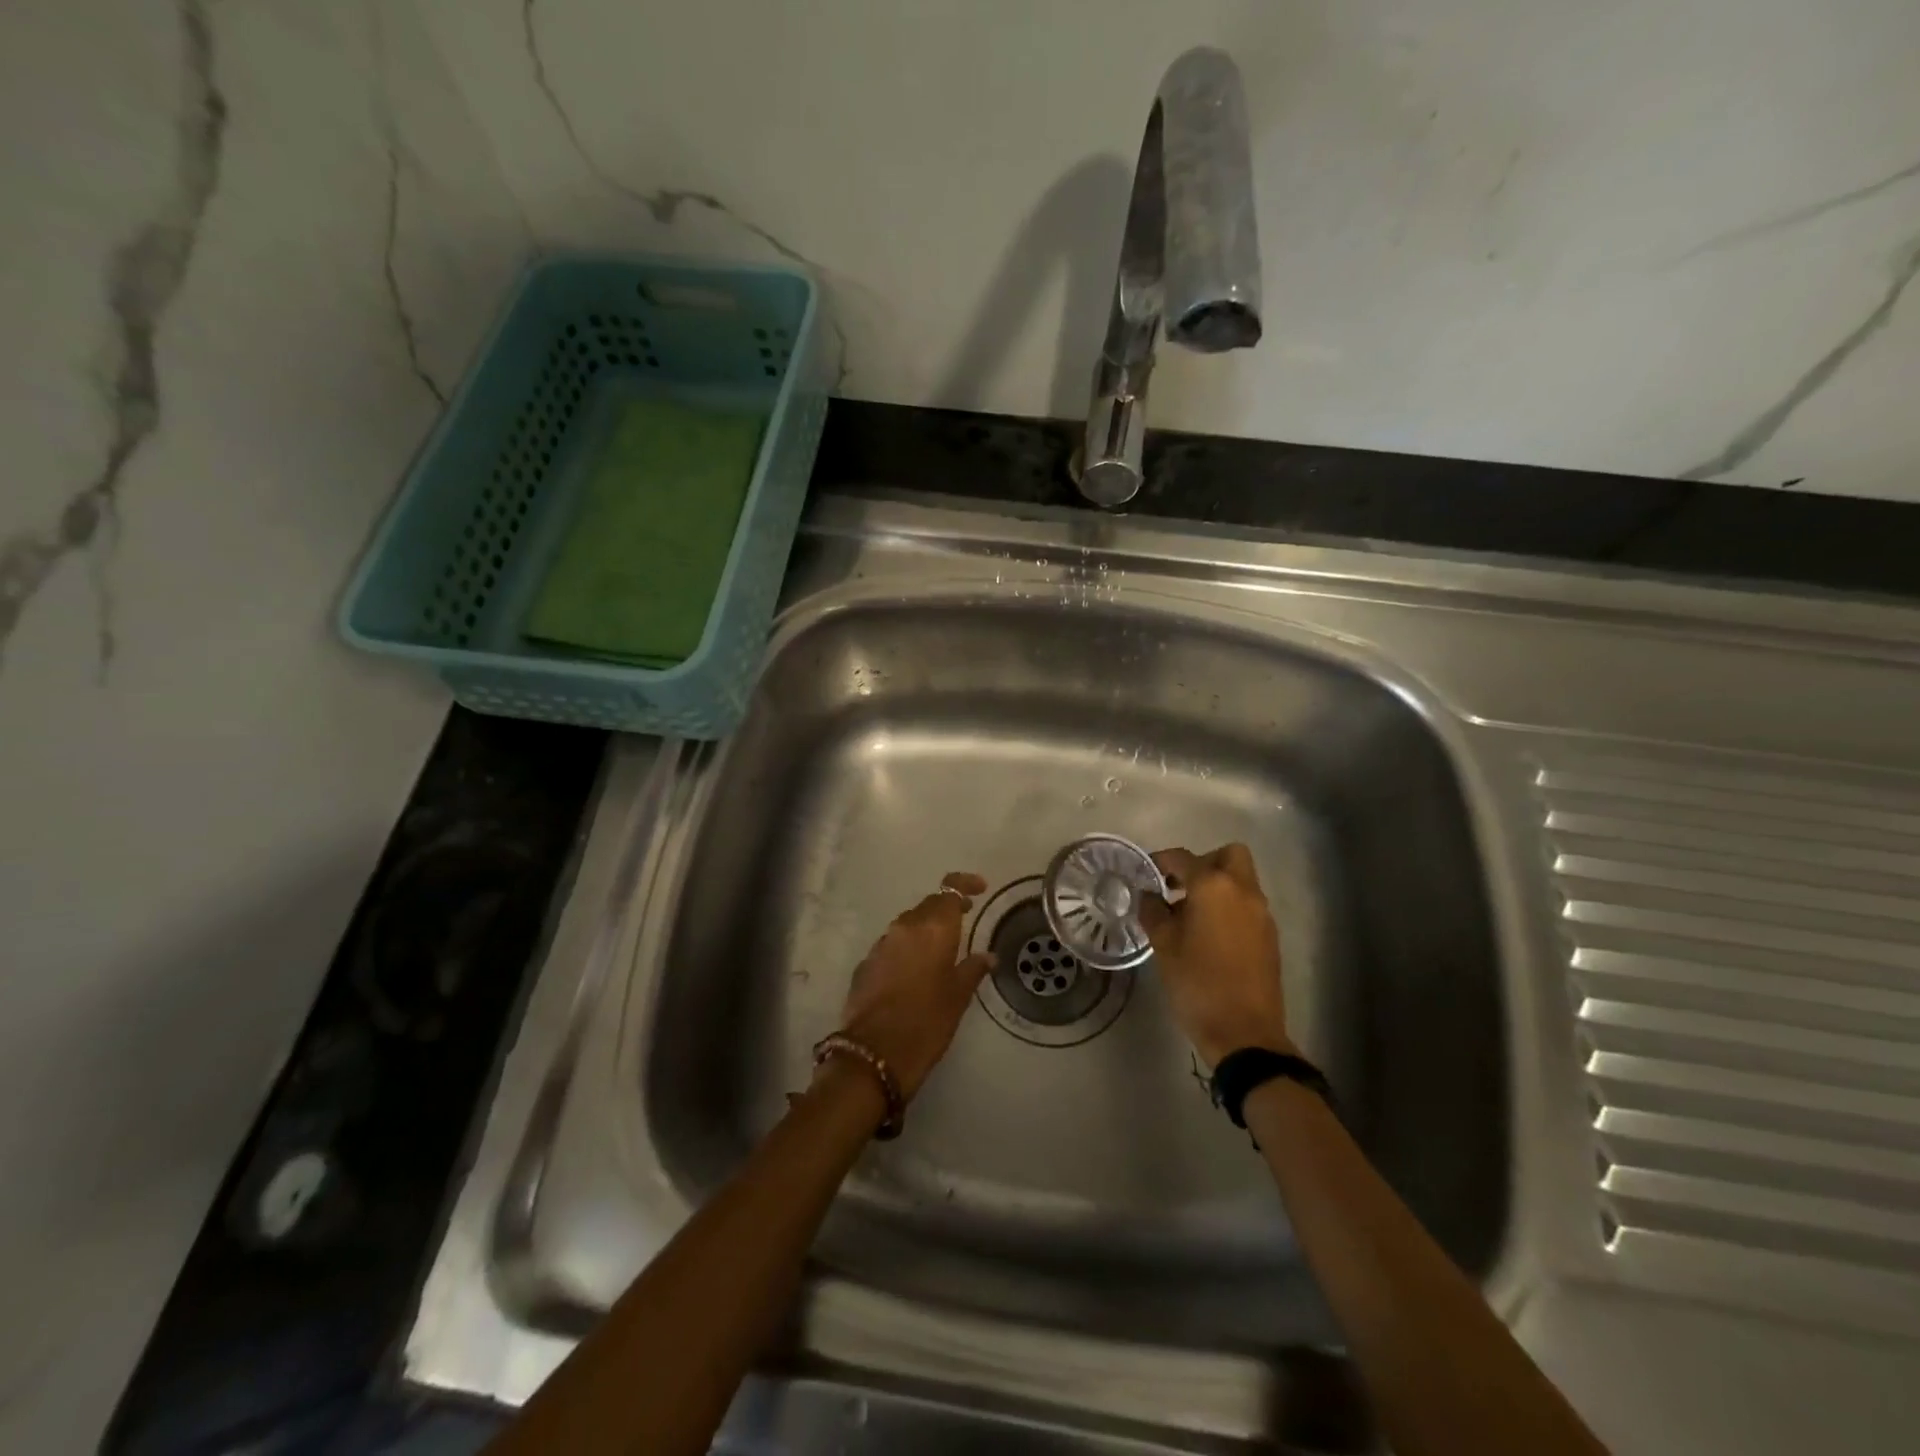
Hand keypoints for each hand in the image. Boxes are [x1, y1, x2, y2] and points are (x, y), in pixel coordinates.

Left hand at [834, 872, 994, 1100]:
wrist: (874, 1053)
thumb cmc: (926, 1022)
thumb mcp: (958, 997)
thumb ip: (972, 969)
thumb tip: (988, 956)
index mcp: (932, 928)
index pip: (949, 889)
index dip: (964, 884)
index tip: (980, 888)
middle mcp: (904, 927)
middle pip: (928, 906)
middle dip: (946, 908)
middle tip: (965, 919)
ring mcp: (881, 944)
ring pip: (908, 925)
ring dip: (925, 929)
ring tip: (941, 948)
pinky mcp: (865, 964)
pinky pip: (892, 945)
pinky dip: (907, 948)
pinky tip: (915, 971)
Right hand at [1140, 843, 1291, 1067]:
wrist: (1245, 1034)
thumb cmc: (1197, 984)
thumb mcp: (1164, 947)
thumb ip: (1153, 913)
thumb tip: (1149, 896)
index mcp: (1213, 887)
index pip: (1183, 858)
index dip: (1161, 861)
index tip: (1145, 873)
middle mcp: (1243, 891)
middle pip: (1228, 855)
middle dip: (1203, 862)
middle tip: (1179, 887)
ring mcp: (1261, 914)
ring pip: (1241, 880)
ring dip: (1217, 885)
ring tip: (1189, 914)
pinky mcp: (1269, 936)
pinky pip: (1248, 904)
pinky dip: (1229, 906)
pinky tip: (1209, 934)